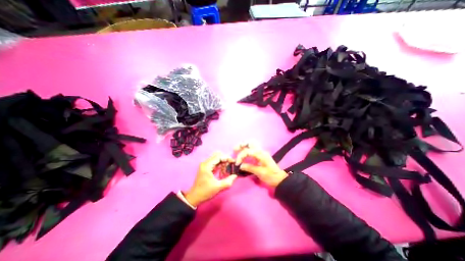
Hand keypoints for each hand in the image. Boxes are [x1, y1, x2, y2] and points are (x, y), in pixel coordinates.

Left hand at [183, 152, 237, 206]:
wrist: (194, 197)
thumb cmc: (205, 192)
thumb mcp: (218, 187)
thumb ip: (228, 181)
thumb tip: (235, 175)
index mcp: (207, 166)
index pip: (219, 156)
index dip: (227, 158)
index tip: (233, 162)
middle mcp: (205, 163)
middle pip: (218, 155)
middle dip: (225, 159)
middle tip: (230, 166)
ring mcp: (205, 165)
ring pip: (217, 158)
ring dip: (223, 162)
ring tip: (226, 171)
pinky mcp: (206, 167)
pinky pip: (215, 162)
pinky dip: (220, 165)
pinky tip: (222, 172)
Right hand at [236, 143, 286, 187]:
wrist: (279, 179)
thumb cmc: (270, 176)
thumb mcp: (260, 173)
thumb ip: (249, 168)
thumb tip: (240, 165)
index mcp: (261, 154)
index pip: (248, 151)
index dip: (241, 156)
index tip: (237, 163)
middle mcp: (261, 151)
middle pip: (250, 143)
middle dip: (242, 145)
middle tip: (235, 149)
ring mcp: (261, 153)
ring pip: (251, 145)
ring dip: (244, 146)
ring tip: (236, 150)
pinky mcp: (261, 156)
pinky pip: (252, 150)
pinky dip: (246, 150)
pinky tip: (243, 154)